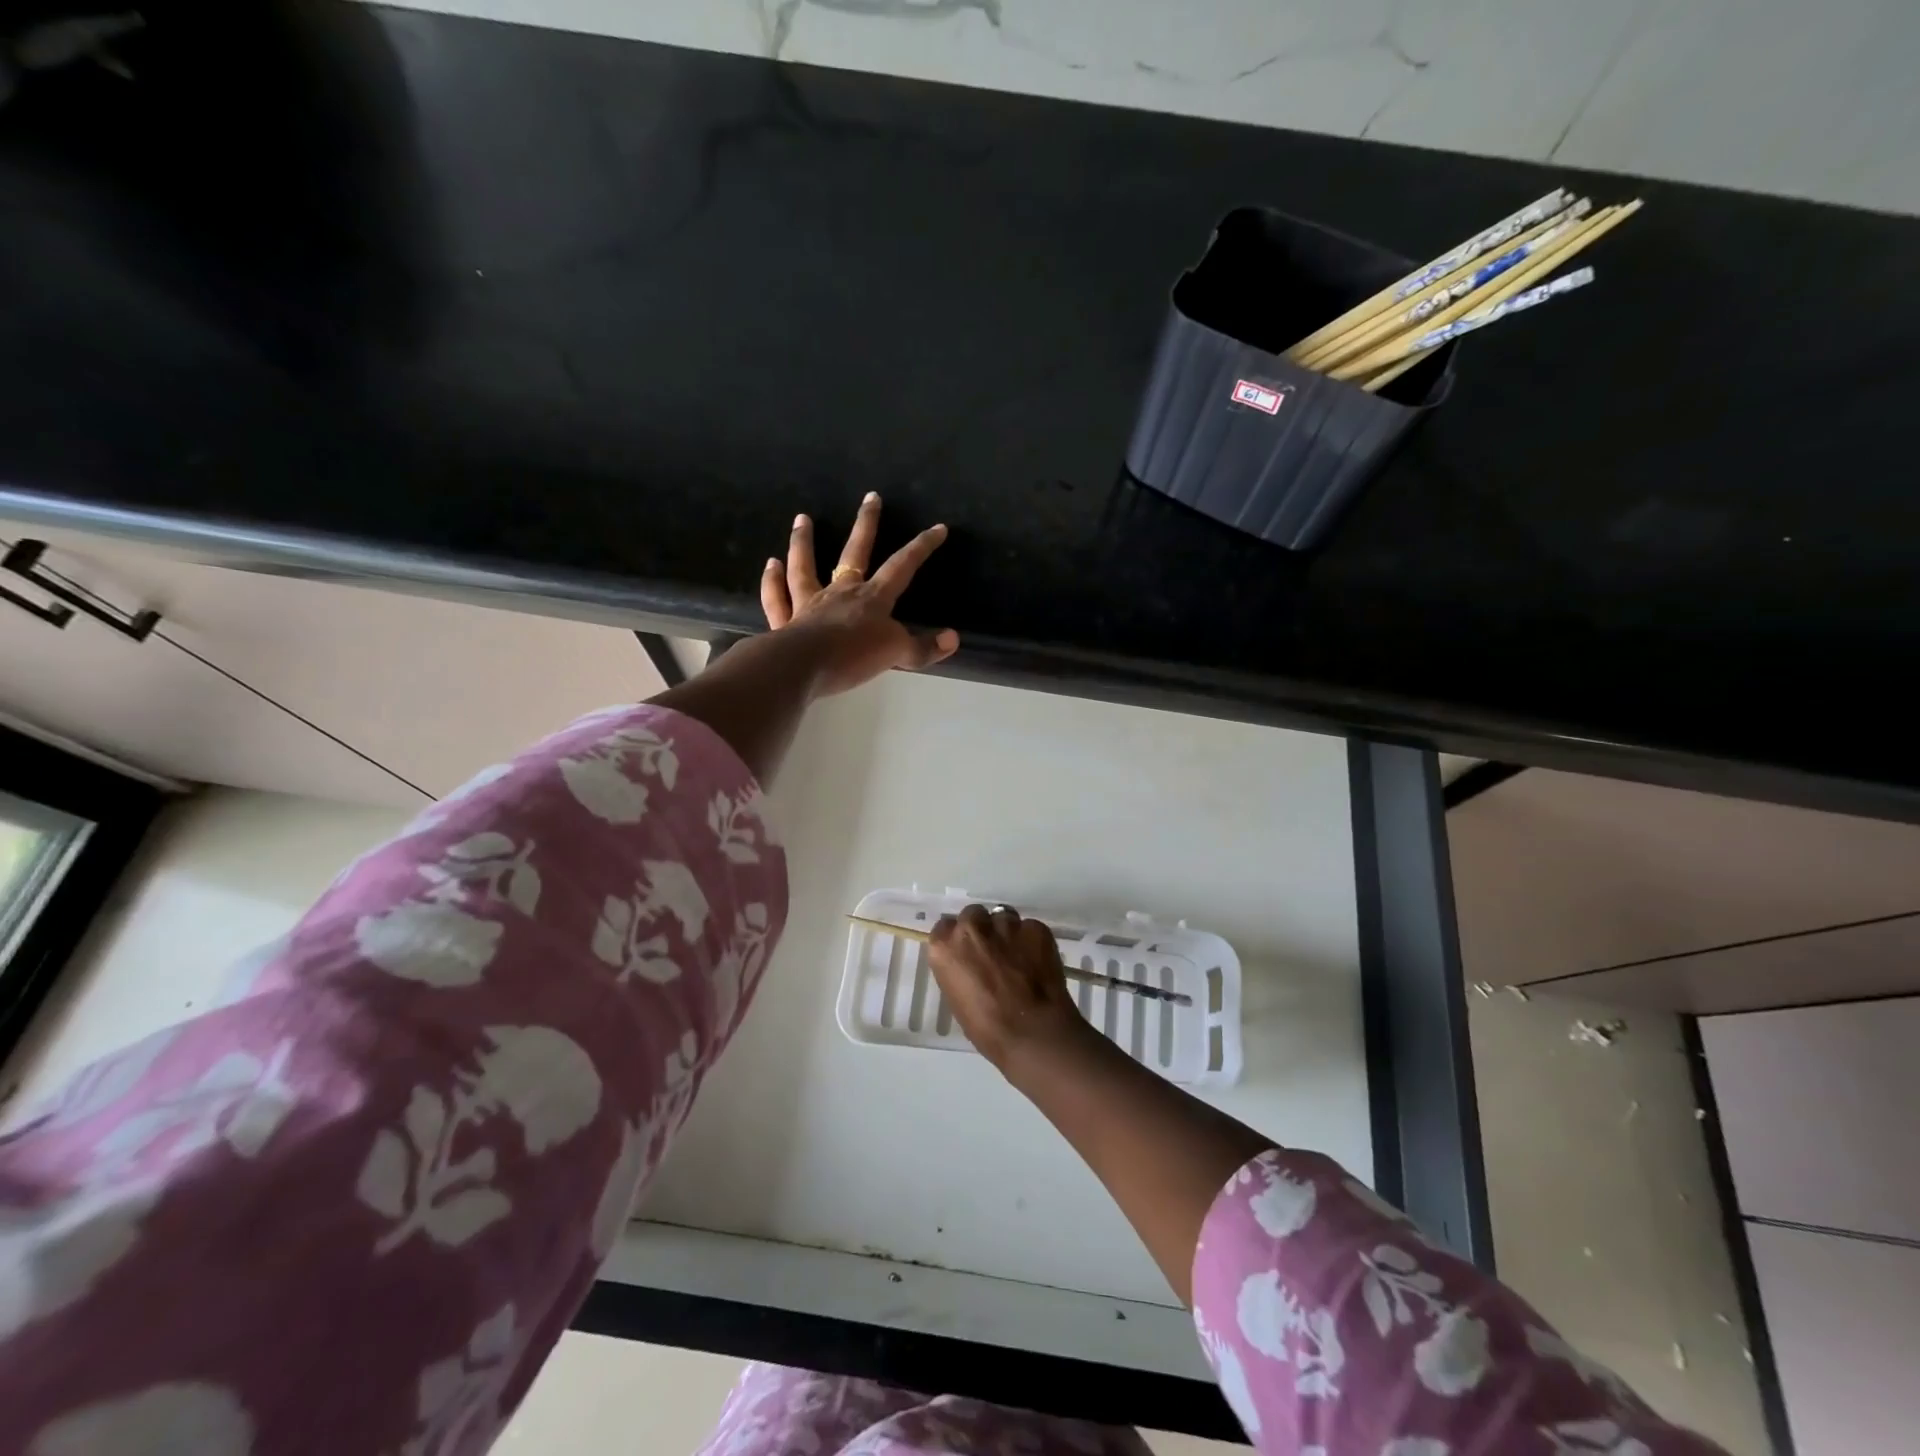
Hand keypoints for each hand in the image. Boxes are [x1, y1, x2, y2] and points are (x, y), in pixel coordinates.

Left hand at [761, 493, 958, 696]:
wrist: (803, 667)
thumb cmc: (853, 656)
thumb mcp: (896, 654)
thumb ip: (922, 647)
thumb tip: (952, 638)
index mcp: (872, 598)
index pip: (902, 566)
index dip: (922, 547)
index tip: (937, 528)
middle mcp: (840, 592)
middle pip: (855, 552)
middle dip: (866, 524)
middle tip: (870, 496)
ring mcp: (809, 603)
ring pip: (805, 566)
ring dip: (803, 542)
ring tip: (802, 519)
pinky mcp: (785, 621)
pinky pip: (777, 596)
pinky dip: (772, 581)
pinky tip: (770, 564)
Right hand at [929, 905, 1088, 1069]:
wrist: (1033, 1033)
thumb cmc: (987, 1028)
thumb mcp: (957, 998)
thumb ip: (959, 969)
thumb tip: (970, 963)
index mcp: (945, 947)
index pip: (945, 928)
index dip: (957, 940)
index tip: (966, 953)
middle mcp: (972, 927)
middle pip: (973, 915)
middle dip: (981, 929)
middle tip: (992, 952)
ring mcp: (1006, 924)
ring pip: (1003, 917)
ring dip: (1006, 932)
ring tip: (1018, 956)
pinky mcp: (1035, 928)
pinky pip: (1030, 928)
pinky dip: (1032, 941)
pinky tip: (1038, 961)